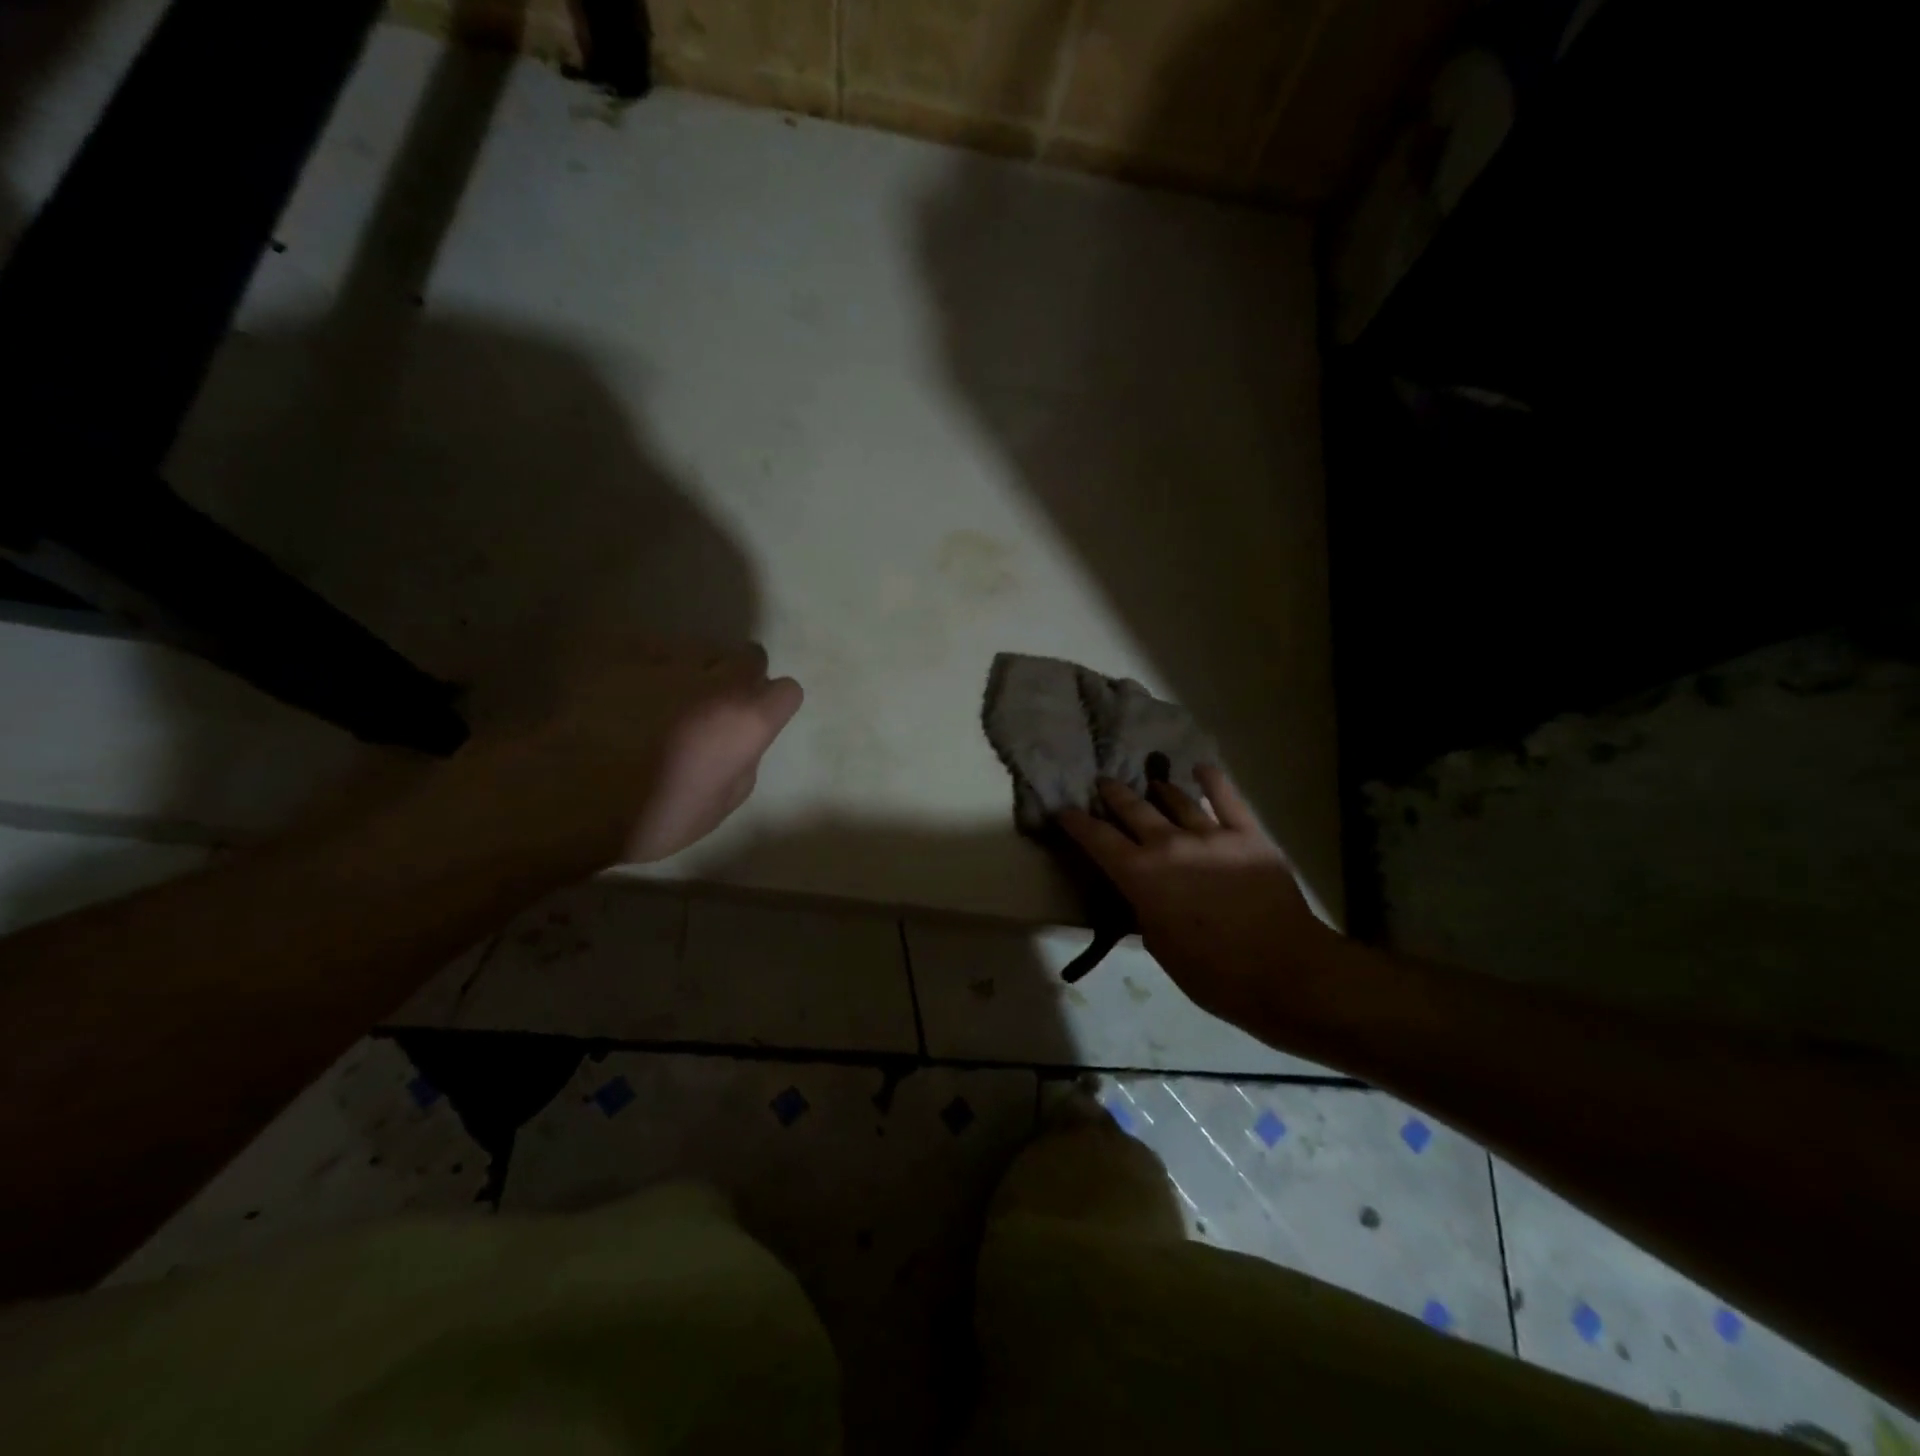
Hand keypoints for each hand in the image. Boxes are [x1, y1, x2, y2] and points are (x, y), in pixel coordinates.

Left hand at [468, 636, 803, 866]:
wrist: (566, 793)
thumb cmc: (651, 815)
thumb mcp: (718, 807)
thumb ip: (742, 764)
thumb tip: (740, 745)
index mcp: (748, 721)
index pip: (787, 691)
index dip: (771, 706)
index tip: (753, 723)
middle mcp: (718, 680)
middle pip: (749, 656)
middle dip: (738, 676)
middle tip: (711, 707)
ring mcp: (669, 659)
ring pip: (698, 649)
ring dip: (691, 670)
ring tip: (658, 699)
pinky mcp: (622, 649)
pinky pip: (648, 648)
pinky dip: (644, 666)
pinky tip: (620, 693)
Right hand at [1057, 768, 1336, 1032]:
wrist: (1284, 971)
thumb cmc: (1213, 973)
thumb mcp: (1160, 946)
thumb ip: (1145, 909)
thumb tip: (1143, 891)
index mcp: (1142, 876)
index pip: (1098, 841)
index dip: (1077, 823)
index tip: (1063, 810)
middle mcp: (1170, 845)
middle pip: (1133, 810)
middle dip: (1113, 794)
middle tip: (1103, 783)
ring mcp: (1211, 835)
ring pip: (1176, 801)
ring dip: (1158, 789)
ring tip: (1150, 782)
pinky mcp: (1248, 835)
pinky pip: (1228, 798)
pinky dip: (1212, 780)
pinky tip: (1201, 768)